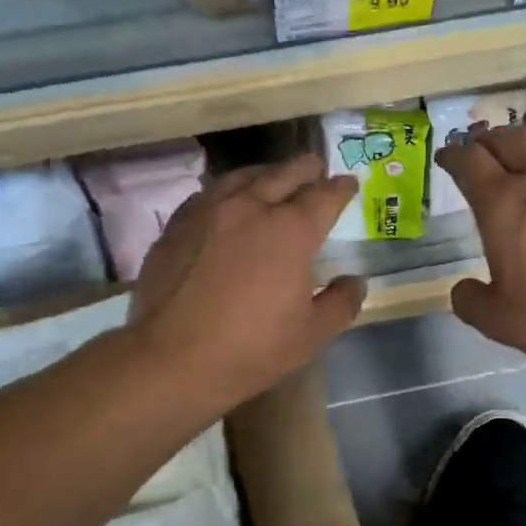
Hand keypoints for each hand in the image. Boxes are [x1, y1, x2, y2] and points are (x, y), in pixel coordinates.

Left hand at [130, 154, 366, 410]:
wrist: (171, 359)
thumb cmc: (250, 350)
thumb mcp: (311, 335)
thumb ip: (341, 303)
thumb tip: (355, 281)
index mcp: (290, 231)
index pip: (324, 197)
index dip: (340, 188)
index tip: (348, 184)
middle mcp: (250, 208)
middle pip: (283, 174)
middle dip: (305, 168)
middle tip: (315, 166)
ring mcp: (208, 212)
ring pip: (241, 177)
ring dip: (264, 173)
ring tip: (273, 176)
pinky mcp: (176, 226)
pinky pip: (208, 194)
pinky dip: (227, 191)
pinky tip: (227, 201)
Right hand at [436, 125, 525, 369]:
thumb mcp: (497, 320)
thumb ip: (470, 301)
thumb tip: (462, 289)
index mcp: (502, 205)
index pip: (469, 162)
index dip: (453, 155)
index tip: (446, 156)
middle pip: (508, 140)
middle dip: (487, 140)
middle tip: (479, 147)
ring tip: (522, 146)